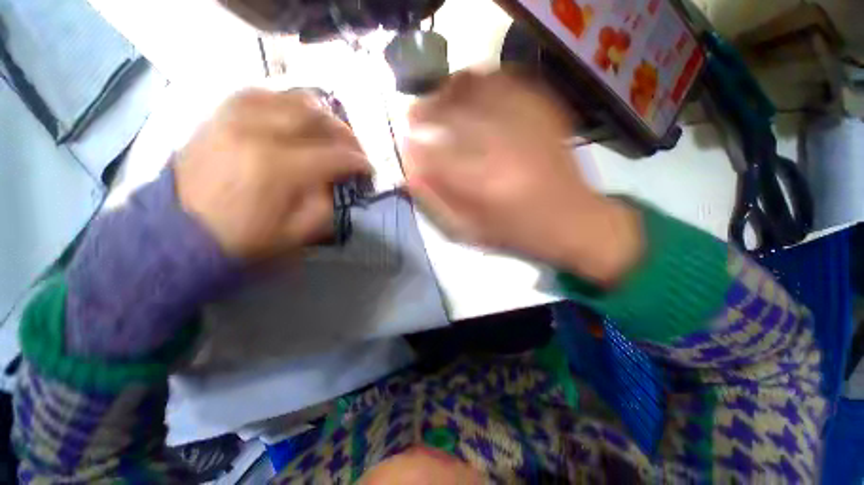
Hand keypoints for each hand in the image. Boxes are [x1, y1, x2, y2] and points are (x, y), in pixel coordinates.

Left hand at [175, 88, 370, 259]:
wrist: (180, 234)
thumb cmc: (244, 240)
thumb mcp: (298, 234)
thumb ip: (324, 203)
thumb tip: (332, 179)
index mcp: (280, 169)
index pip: (334, 156)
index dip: (359, 162)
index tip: (368, 169)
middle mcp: (258, 133)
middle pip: (316, 118)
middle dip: (345, 133)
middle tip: (354, 148)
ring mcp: (234, 119)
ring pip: (290, 98)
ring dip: (319, 113)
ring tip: (329, 130)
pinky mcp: (219, 117)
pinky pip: (258, 93)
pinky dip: (284, 101)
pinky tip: (294, 115)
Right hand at [403, 71, 641, 285]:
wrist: (574, 221)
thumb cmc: (518, 234)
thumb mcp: (472, 232)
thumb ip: (437, 204)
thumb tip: (411, 174)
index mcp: (483, 185)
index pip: (432, 154)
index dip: (413, 147)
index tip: (406, 145)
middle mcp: (502, 147)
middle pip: (451, 111)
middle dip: (425, 111)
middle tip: (415, 116)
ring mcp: (526, 123)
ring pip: (476, 87)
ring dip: (449, 91)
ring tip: (439, 99)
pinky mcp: (544, 112)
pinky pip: (506, 81)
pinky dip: (481, 80)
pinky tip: (473, 91)